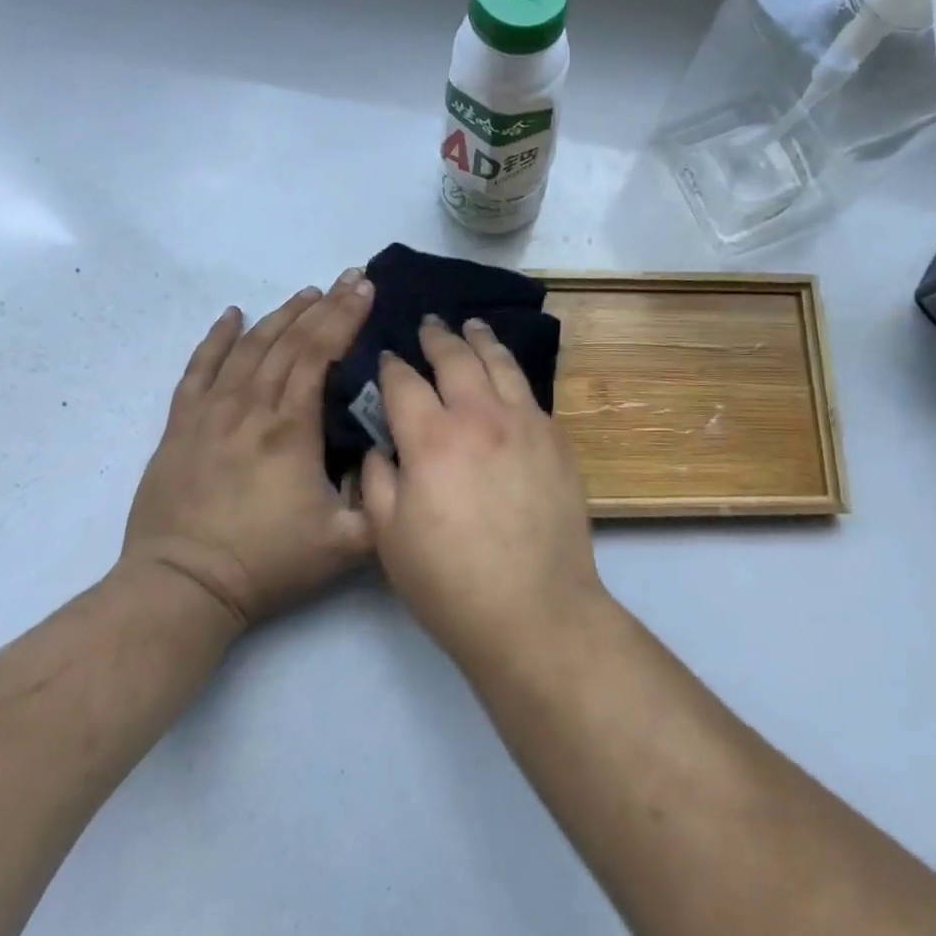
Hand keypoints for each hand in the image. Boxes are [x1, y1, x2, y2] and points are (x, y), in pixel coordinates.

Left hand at [122, 269, 375, 628]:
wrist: (180, 588)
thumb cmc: (266, 563)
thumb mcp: (346, 543)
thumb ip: (381, 499)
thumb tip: (392, 458)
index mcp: (290, 427)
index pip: (320, 354)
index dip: (345, 317)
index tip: (367, 289)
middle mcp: (250, 406)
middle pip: (290, 341)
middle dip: (325, 305)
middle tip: (350, 278)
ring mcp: (211, 413)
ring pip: (250, 347)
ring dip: (281, 315)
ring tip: (307, 293)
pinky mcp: (181, 426)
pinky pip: (199, 369)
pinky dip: (216, 338)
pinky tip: (232, 315)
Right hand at [360, 316, 605, 671]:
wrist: (536, 610)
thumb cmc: (450, 583)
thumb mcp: (389, 537)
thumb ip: (378, 478)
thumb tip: (383, 443)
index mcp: (433, 439)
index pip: (405, 382)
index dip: (392, 366)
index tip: (387, 357)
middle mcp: (482, 416)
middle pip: (457, 358)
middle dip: (438, 336)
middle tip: (430, 324)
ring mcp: (526, 422)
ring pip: (501, 364)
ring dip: (481, 340)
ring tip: (472, 326)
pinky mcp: (557, 438)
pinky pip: (530, 391)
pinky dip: (511, 373)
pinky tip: (506, 373)